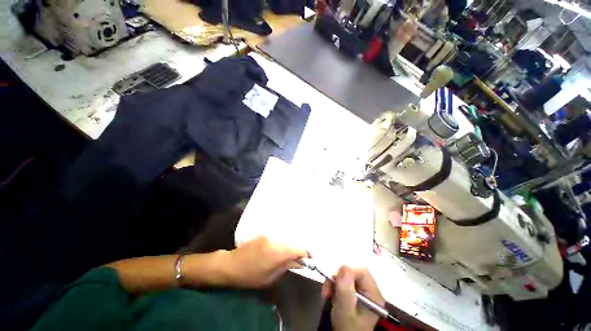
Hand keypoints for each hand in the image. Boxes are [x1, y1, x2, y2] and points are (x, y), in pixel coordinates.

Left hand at [217, 236, 307, 287]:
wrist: (231, 264)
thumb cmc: (251, 276)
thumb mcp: (270, 277)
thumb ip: (286, 267)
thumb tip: (300, 263)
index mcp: (278, 253)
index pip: (298, 249)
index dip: (306, 253)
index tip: (310, 258)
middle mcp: (276, 241)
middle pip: (293, 243)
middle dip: (297, 250)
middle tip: (298, 258)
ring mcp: (269, 236)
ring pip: (285, 239)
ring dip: (288, 246)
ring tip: (287, 254)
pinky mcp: (264, 234)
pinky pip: (277, 238)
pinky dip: (280, 243)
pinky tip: (276, 249)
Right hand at [322, 266, 384, 330]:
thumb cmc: (347, 328)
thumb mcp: (345, 310)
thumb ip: (345, 288)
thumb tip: (344, 267)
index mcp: (373, 295)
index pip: (362, 272)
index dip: (347, 271)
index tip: (335, 280)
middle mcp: (370, 291)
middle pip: (353, 273)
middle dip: (338, 278)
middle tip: (328, 289)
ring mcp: (362, 293)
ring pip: (346, 277)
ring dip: (334, 283)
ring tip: (327, 294)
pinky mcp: (354, 294)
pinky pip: (343, 282)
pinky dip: (334, 286)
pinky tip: (330, 295)